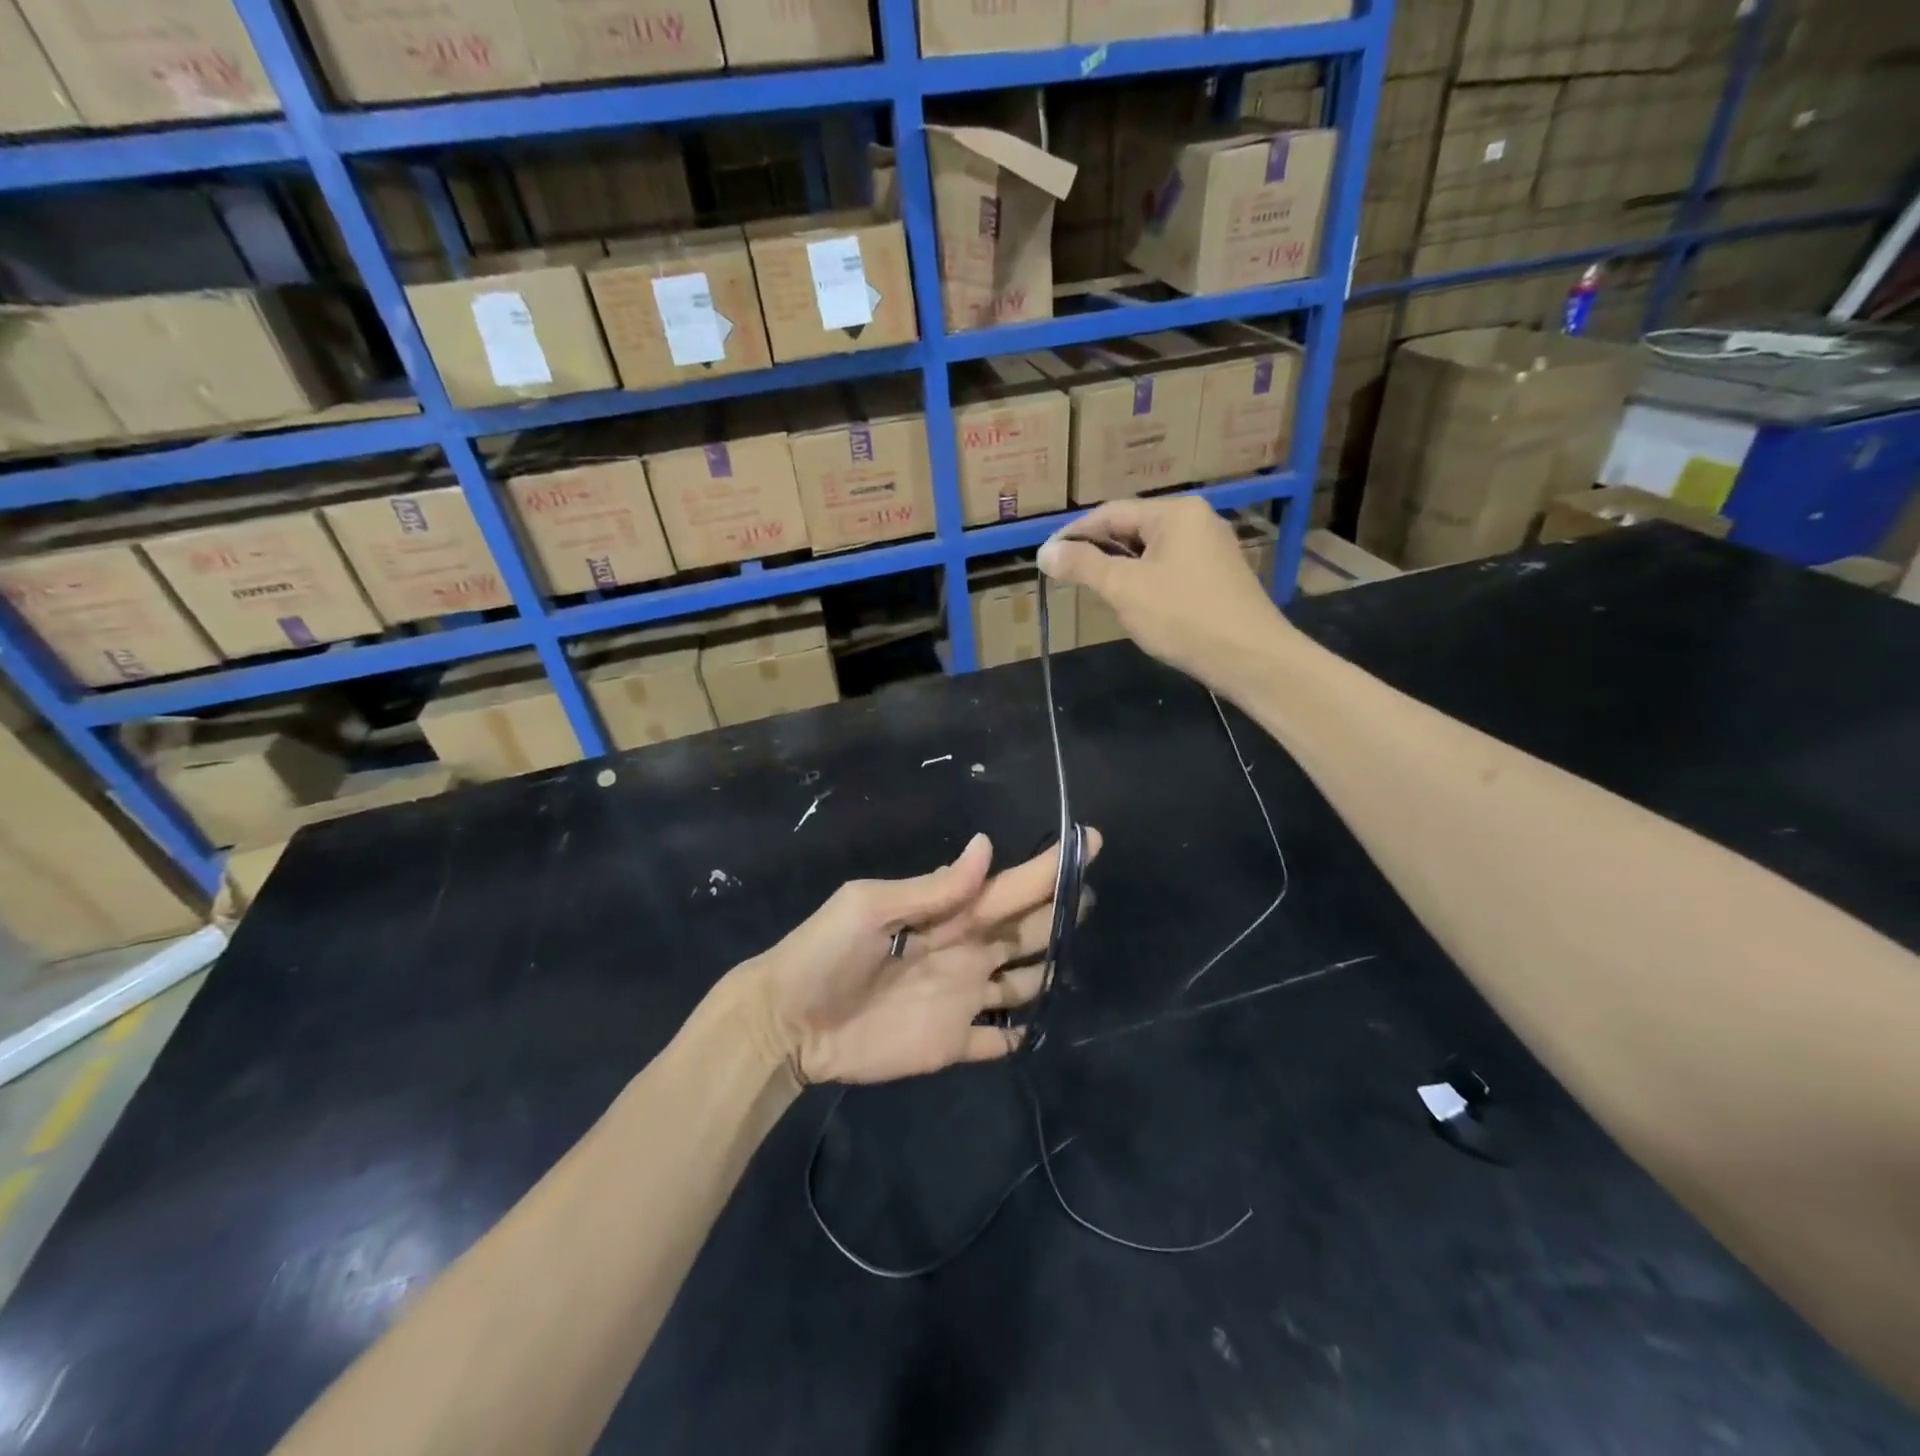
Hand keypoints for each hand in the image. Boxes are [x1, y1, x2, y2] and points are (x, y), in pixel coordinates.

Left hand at [744, 832, 1099, 1084]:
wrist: (787, 1024)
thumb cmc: (824, 954)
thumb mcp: (870, 907)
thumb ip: (932, 888)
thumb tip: (987, 845)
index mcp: (949, 914)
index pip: (1009, 885)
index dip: (1048, 866)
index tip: (1088, 840)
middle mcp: (966, 951)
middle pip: (1026, 930)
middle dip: (1059, 912)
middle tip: (1089, 896)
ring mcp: (962, 999)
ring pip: (1023, 981)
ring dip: (1050, 971)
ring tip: (1078, 958)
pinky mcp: (953, 1044)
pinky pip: (998, 1039)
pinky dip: (1020, 1034)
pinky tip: (1039, 1028)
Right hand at [1038, 497, 1292, 693]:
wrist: (1251, 658)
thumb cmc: (1183, 617)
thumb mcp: (1124, 590)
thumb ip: (1083, 566)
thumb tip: (1045, 552)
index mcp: (1176, 513)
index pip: (1111, 512)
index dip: (1075, 533)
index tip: (1047, 557)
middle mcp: (1197, 520)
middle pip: (1133, 528)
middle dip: (1098, 551)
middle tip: (1068, 575)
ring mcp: (1212, 548)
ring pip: (1151, 551)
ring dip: (1121, 568)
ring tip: (1096, 591)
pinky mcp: (1219, 576)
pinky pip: (1170, 568)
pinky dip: (1145, 580)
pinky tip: (1136, 604)